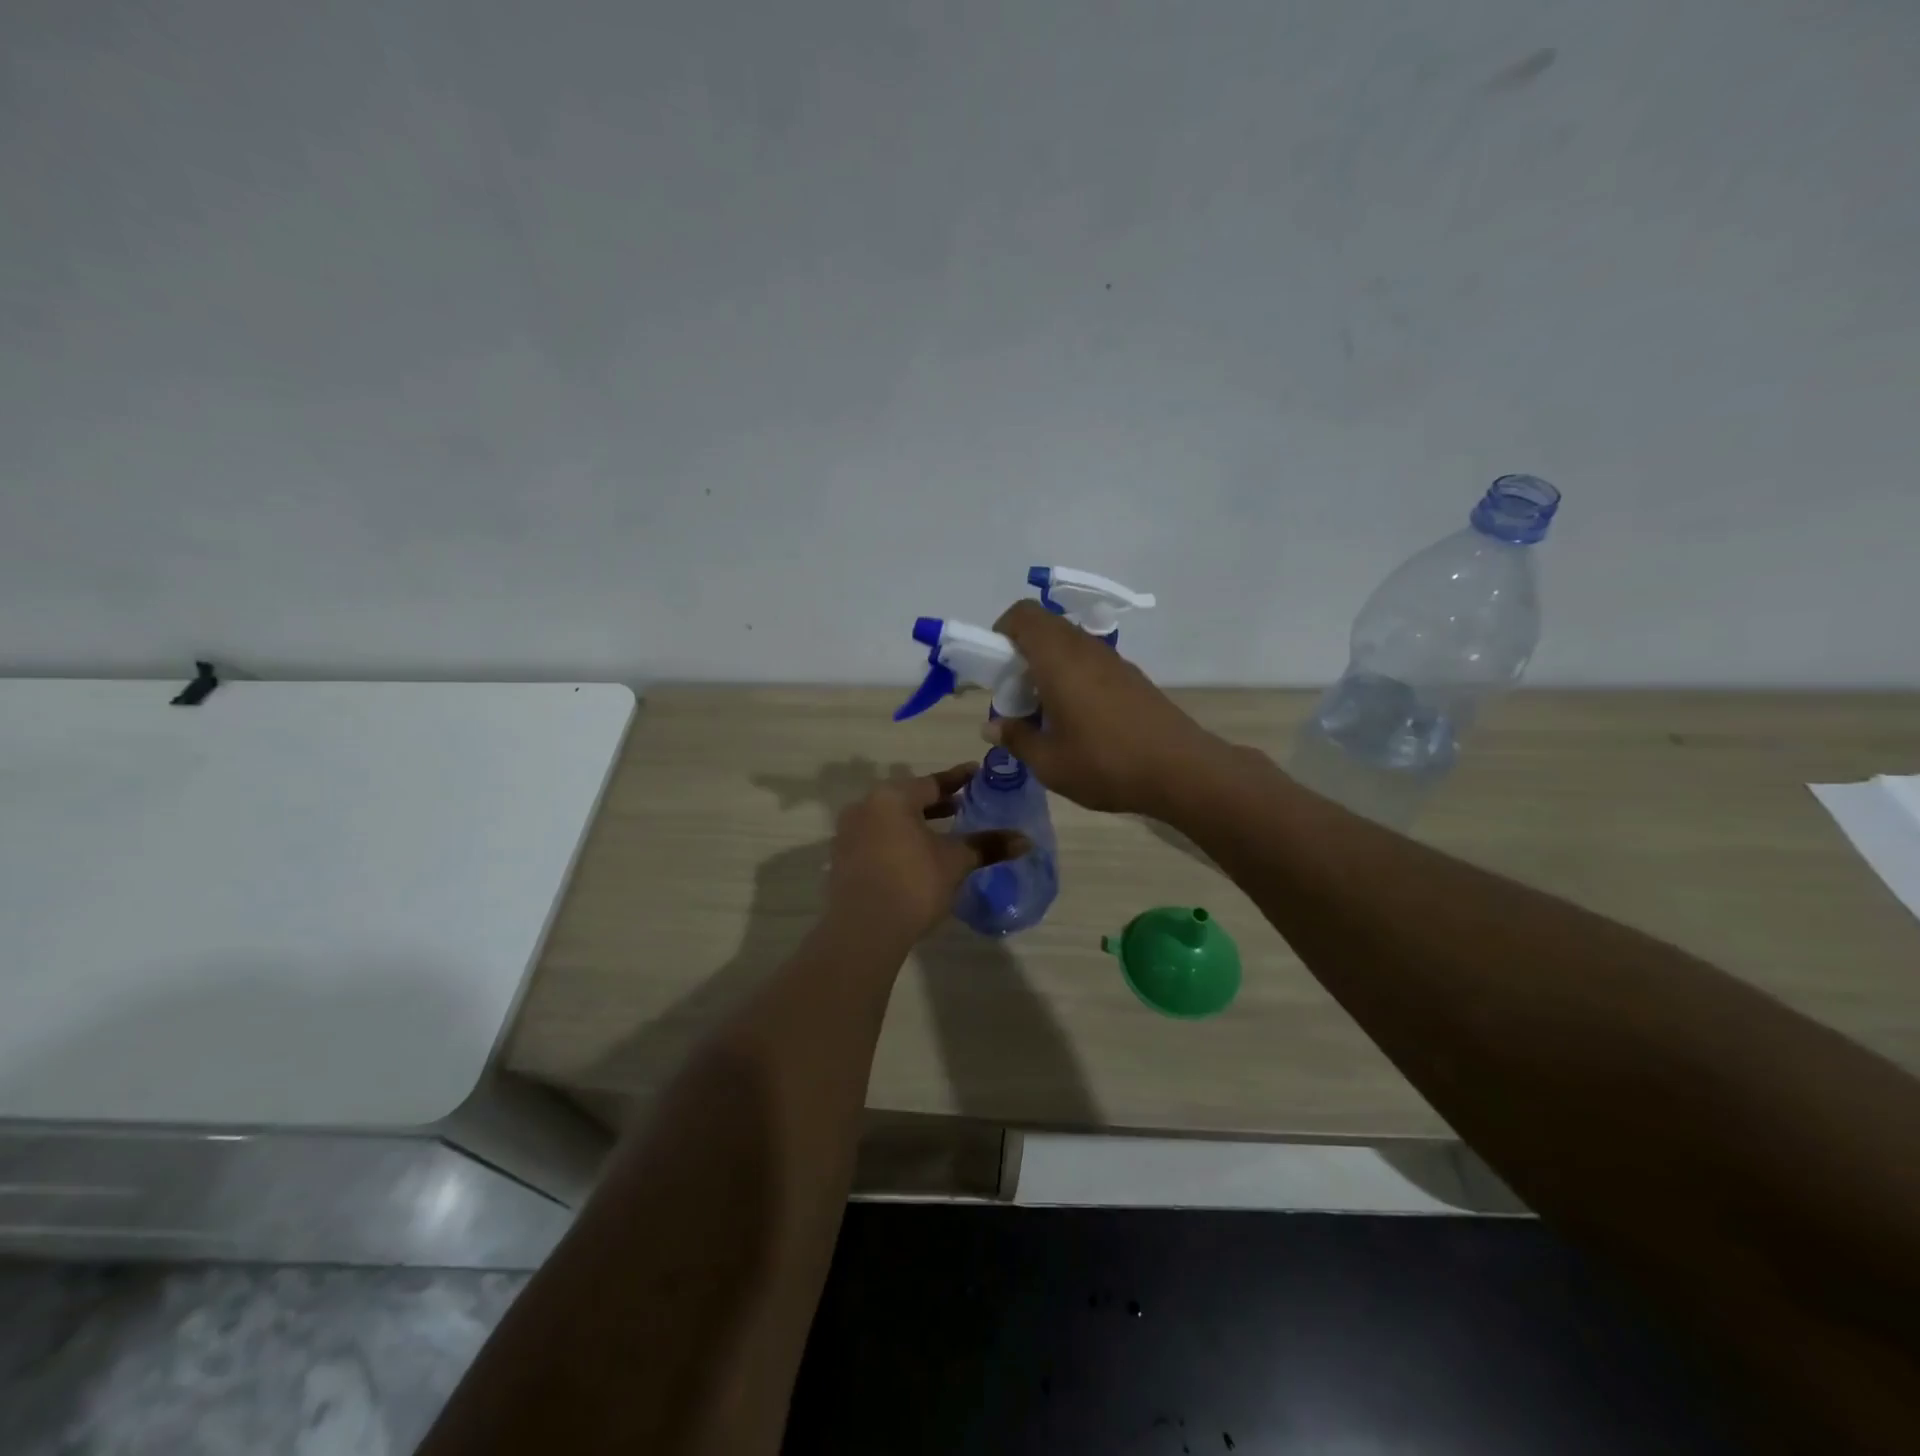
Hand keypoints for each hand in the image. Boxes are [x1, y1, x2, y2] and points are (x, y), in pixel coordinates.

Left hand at [827, 764, 1029, 940]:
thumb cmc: (913, 882)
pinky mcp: (842, 862)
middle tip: (964, 807)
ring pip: (891, 821)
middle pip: (908, 800)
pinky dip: (898, 843)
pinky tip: (916, 859)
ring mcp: (848, 835)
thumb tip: (1025, 841)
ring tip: (942, 835)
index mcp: (892, 797)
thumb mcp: (955, 862)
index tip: (978, 774)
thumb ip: (987, 846)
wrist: (863, 929)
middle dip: (937, 804)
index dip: (959, 779)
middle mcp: (865, 807)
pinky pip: (877, 841)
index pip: (932, 782)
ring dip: (916, 825)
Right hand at [985, 600, 1229, 817]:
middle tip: (1016, 694)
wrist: (1182, 770)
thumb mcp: (1049, 762)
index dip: (1001, 632)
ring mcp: (1113, 661)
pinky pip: (1091, 662)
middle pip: (1045, 627)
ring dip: (1048, 666)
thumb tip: (992, 727)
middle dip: (1021, 652)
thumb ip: (1016, 738)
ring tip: (1045, 711)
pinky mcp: (1132, 677)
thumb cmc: (1105, 763)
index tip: (995, 668)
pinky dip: (1073, 677)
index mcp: (1058, 658)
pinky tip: (1078, 719)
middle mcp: (1085, 649)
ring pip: (1069, 645)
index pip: (1022, 615)